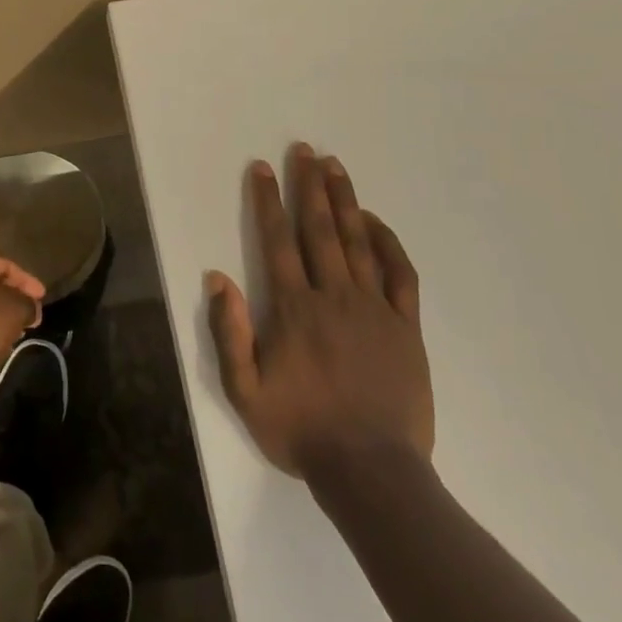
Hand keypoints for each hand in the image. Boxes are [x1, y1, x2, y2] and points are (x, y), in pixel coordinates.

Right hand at [205, 147, 432, 494]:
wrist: (371, 471)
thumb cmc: (300, 429)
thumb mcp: (244, 390)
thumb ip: (229, 331)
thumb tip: (217, 277)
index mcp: (293, 309)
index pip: (277, 241)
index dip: (267, 202)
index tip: (262, 169)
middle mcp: (333, 297)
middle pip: (319, 229)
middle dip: (309, 186)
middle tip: (304, 150)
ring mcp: (374, 309)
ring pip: (357, 242)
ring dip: (344, 200)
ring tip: (335, 167)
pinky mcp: (405, 327)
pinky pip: (399, 274)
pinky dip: (387, 242)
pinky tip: (374, 222)